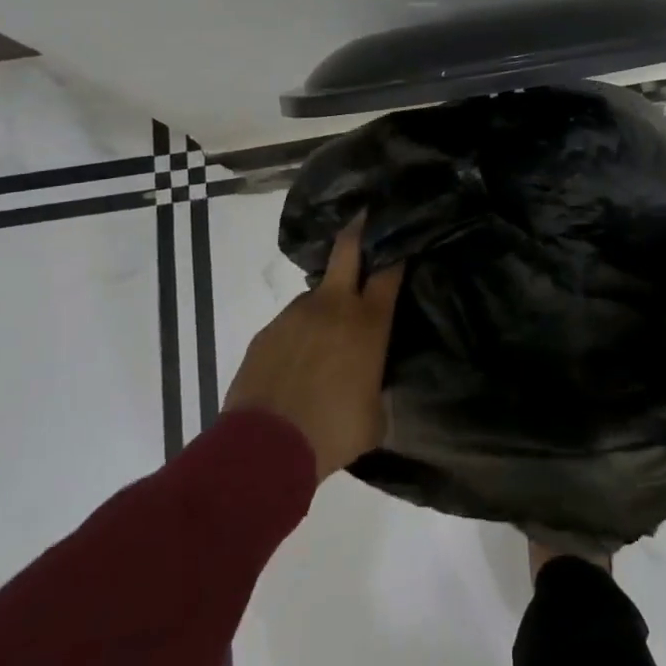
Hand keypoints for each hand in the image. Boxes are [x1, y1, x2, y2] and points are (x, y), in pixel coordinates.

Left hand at [224, 218, 403, 480]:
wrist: (264, 448)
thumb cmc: (332, 432)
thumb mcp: (374, 416)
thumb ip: (376, 387)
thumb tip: (370, 384)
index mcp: (367, 324)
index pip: (389, 273)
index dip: (397, 254)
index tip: (402, 242)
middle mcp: (332, 307)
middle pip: (347, 250)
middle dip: (359, 230)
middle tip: (365, 217)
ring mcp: (295, 315)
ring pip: (316, 293)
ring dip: (325, 304)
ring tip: (325, 338)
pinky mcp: (266, 331)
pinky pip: (291, 323)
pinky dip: (299, 334)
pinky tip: (297, 363)